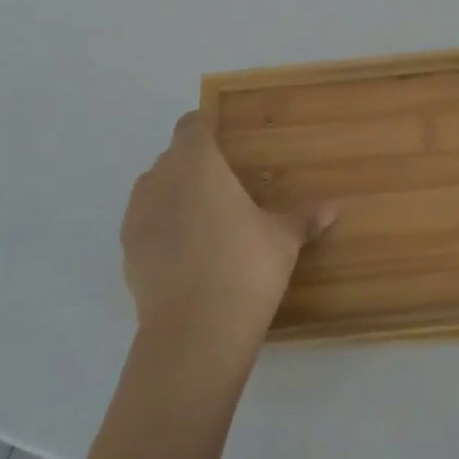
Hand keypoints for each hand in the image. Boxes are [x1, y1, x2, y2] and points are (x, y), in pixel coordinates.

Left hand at [121, 114, 334, 358]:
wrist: (194, 331)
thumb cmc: (244, 266)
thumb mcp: (282, 239)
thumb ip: (302, 218)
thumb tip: (331, 209)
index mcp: (198, 163)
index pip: (191, 127)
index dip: (204, 130)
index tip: (222, 143)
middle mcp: (161, 179)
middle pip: (173, 158)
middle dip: (193, 166)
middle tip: (224, 188)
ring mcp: (138, 215)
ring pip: (154, 190)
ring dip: (174, 196)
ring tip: (204, 221)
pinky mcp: (126, 252)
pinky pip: (145, 225)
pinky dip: (162, 229)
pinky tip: (186, 253)